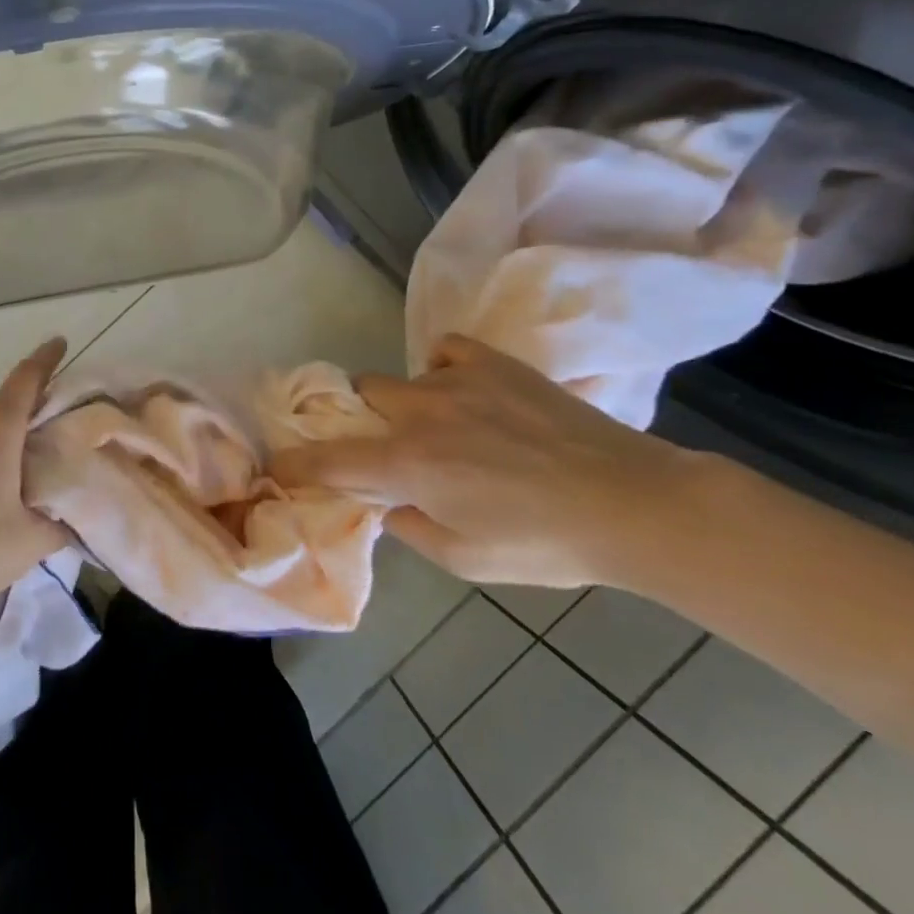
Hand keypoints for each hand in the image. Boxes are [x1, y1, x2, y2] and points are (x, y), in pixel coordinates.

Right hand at [267, 335, 709, 588]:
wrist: (632, 503)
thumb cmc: (546, 544)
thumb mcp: (466, 561)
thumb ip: (411, 528)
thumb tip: (390, 502)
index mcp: (408, 464)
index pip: (330, 459)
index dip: (297, 464)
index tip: (281, 468)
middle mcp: (421, 413)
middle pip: (361, 396)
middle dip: (362, 422)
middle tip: (388, 448)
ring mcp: (458, 380)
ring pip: (401, 378)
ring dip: (404, 405)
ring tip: (439, 427)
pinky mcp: (495, 364)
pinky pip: (445, 351)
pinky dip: (442, 369)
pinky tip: (463, 391)